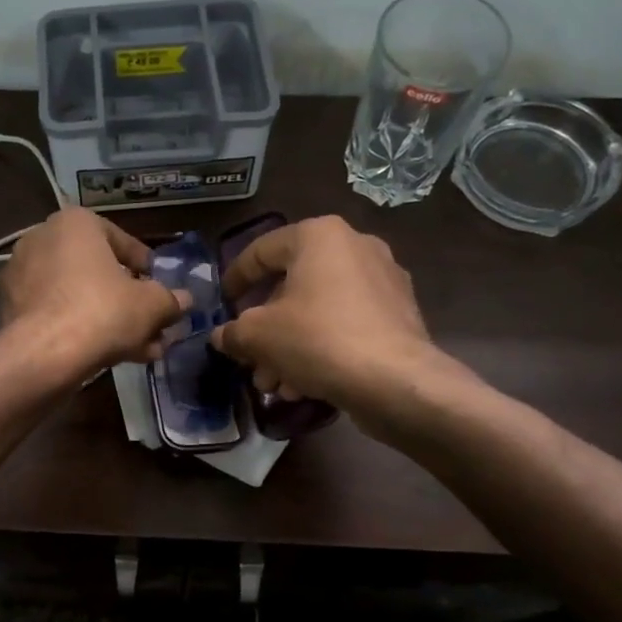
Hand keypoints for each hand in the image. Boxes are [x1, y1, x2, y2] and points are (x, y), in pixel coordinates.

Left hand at [0, 208, 190, 373]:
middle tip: (153, 324)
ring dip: (112, 320)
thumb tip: (185, 300)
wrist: (44, 355)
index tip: (159, 288)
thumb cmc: (103, 311)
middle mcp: (42, 239)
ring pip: (80, 296)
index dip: (146, 268)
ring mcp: (22, 275)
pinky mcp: (11, 309)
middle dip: (130, 301)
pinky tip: (111, 355)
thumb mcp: (152, 305)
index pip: (121, 240)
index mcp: (75, 223)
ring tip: (141, 349)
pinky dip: (83, 328)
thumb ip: (170, 299)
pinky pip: (58, 313)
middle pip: (99, 272)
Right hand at [212, 215, 450, 411]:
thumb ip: (233, 332)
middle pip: (292, 286)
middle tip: (249, 359)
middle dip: (265, 329)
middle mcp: (354, 246)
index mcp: (319, 235)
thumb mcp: (258, 336)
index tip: (222, 303)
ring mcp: (383, 279)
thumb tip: (221, 336)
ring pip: (319, 311)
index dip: (235, 279)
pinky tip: (304, 385)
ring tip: (274, 385)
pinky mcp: (399, 314)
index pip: (261, 250)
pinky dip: (321, 348)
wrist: (395, 380)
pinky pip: (346, 324)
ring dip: (289, 346)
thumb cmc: (318, 340)